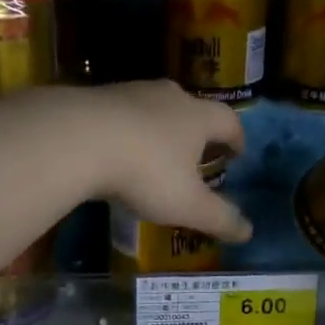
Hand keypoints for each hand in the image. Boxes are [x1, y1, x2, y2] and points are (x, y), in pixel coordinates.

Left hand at [81, 80, 251, 242]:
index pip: (229, 121)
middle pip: (192, 108)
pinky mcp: (95, 97)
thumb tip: (248, 232)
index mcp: (197, 116)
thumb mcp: (187, 205)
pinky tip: (116, 151)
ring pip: (154, 108)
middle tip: (197, 154)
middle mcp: (168, 97)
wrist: (75, 138)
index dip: (236, 138)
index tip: (236, 153)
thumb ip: (219, 218)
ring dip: (160, 128)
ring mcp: (130, 92)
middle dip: (197, 131)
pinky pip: (120, 114)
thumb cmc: (145, 171)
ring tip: (155, 154)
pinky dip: (126, 131)